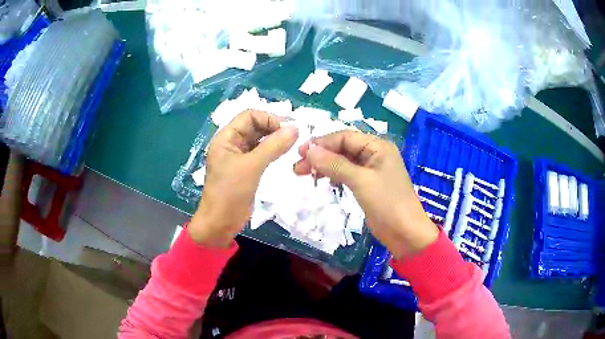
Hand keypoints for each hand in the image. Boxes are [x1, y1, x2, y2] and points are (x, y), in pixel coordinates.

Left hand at [189, 110, 297, 246]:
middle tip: (294, 137)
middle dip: (273, 128)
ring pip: (258, 140)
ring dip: (274, 140)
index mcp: (226, 138)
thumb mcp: (252, 166)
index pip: (249, 116)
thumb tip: (295, 128)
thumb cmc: (230, 192)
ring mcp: (238, 157)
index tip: (288, 129)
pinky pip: (260, 154)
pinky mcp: (245, 169)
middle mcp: (231, 144)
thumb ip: (273, 146)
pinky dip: (272, 152)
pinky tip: (283, 155)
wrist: (220, 223)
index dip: (268, 118)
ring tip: (292, 145)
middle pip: (254, 126)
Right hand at [294, 131, 437, 258]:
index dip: (322, 143)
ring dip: (324, 166)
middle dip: (320, 155)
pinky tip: (322, 180)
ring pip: (343, 161)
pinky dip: (333, 175)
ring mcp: (371, 170)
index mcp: (378, 146)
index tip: (300, 153)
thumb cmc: (387, 203)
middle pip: (342, 148)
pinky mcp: (367, 184)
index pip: (345, 137)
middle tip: (298, 167)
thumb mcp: (360, 181)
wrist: (405, 233)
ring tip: (304, 174)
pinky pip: (347, 174)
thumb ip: (335, 164)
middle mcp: (374, 154)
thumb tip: (309, 150)